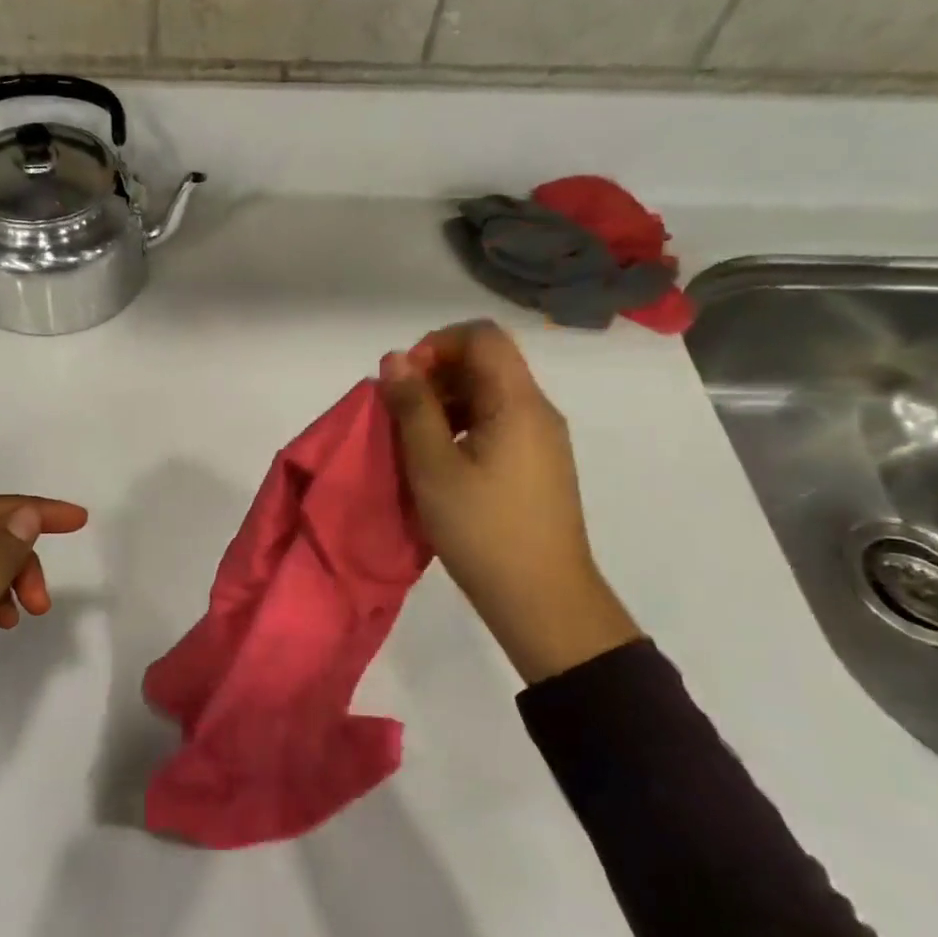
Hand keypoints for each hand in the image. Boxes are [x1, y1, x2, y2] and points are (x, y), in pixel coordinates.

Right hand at [379, 322, 637, 682]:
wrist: (542, 600)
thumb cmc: (483, 529)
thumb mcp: (433, 466)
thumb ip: (413, 407)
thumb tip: (395, 358)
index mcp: (518, 402)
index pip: (481, 336)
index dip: (436, 344)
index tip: (405, 382)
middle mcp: (536, 410)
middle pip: (485, 362)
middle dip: (435, 374)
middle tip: (399, 412)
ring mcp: (540, 438)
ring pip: (488, 393)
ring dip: (444, 401)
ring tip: (412, 439)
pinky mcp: (536, 464)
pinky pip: (495, 422)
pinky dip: (460, 425)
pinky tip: (437, 459)